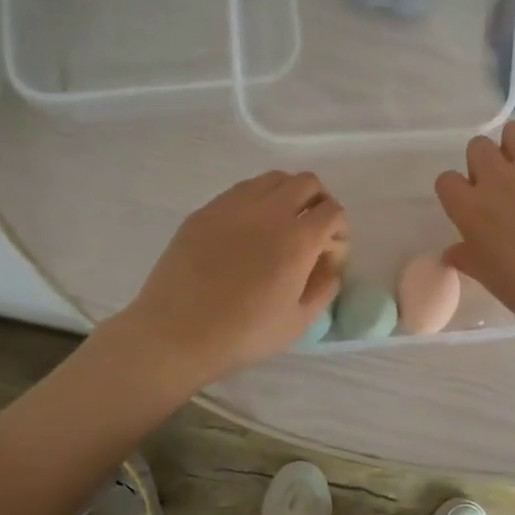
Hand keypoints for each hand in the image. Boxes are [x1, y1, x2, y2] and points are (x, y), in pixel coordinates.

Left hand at [110, 172, 345, 386]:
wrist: (175, 334)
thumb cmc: (243, 335)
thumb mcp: (298, 322)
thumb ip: (324, 288)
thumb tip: (330, 267)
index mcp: (297, 240)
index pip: (333, 212)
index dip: (339, 231)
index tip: (328, 254)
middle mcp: (268, 211)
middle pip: (307, 183)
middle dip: (318, 203)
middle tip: (311, 231)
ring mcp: (232, 206)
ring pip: (273, 179)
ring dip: (287, 195)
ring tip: (279, 226)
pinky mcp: (204, 211)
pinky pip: (240, 191)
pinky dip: (256, 201)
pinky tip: (246, 231)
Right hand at [435, 121, 514, 348]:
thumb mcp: (485, 275)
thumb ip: (465, 256)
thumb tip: (453, 252)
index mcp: (469, 207)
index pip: (446, 180)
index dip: (456, 192)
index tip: (469, 205)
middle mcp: (496, 178)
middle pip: (478, 147)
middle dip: (483, 163)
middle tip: (498, 188)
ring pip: (513, 132)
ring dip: (512, 148)